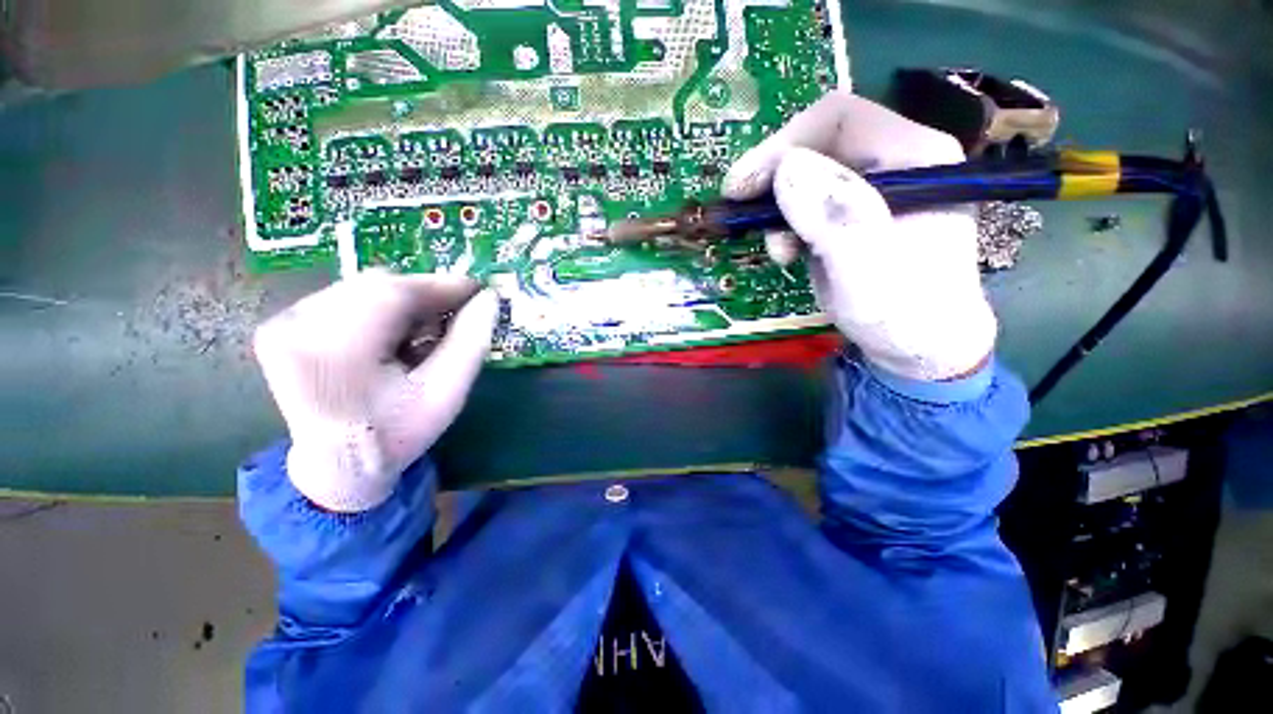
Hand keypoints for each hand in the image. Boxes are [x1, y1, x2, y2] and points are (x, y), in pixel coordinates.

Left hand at [254, 270, 499, 511]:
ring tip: (423, 333)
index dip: (442, 285)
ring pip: (362, 287)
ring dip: (403, 303)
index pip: (393, 293)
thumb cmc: (397, 434)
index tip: (478, 289)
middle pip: (376, 285)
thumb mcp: (447, 394)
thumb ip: (471, 342)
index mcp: (334, 353)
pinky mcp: (280, 325)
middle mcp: (295, 328)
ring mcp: (282, 324)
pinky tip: (392, 336)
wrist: (337, 466)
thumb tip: (489, 299)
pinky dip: (380, 308)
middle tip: (455, 314)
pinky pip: (345, 297)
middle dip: (424, 295)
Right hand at [723, 92, 995, 381]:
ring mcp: (871, 190)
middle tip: (739, 209)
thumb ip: (835, 216)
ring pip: (805, 175)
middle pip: (818, 143)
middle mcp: (894, 162)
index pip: (840, 118)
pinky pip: (805, 204)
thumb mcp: (867, 268)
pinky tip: (786, 253)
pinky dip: (785, 225)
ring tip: (778, 250)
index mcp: (915, 157)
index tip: (743, 185)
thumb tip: (787, 168)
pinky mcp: (851, 216)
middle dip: (773, 177)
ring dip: (777, 208)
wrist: (918, 348)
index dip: (784, 144)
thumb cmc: (903, 313)